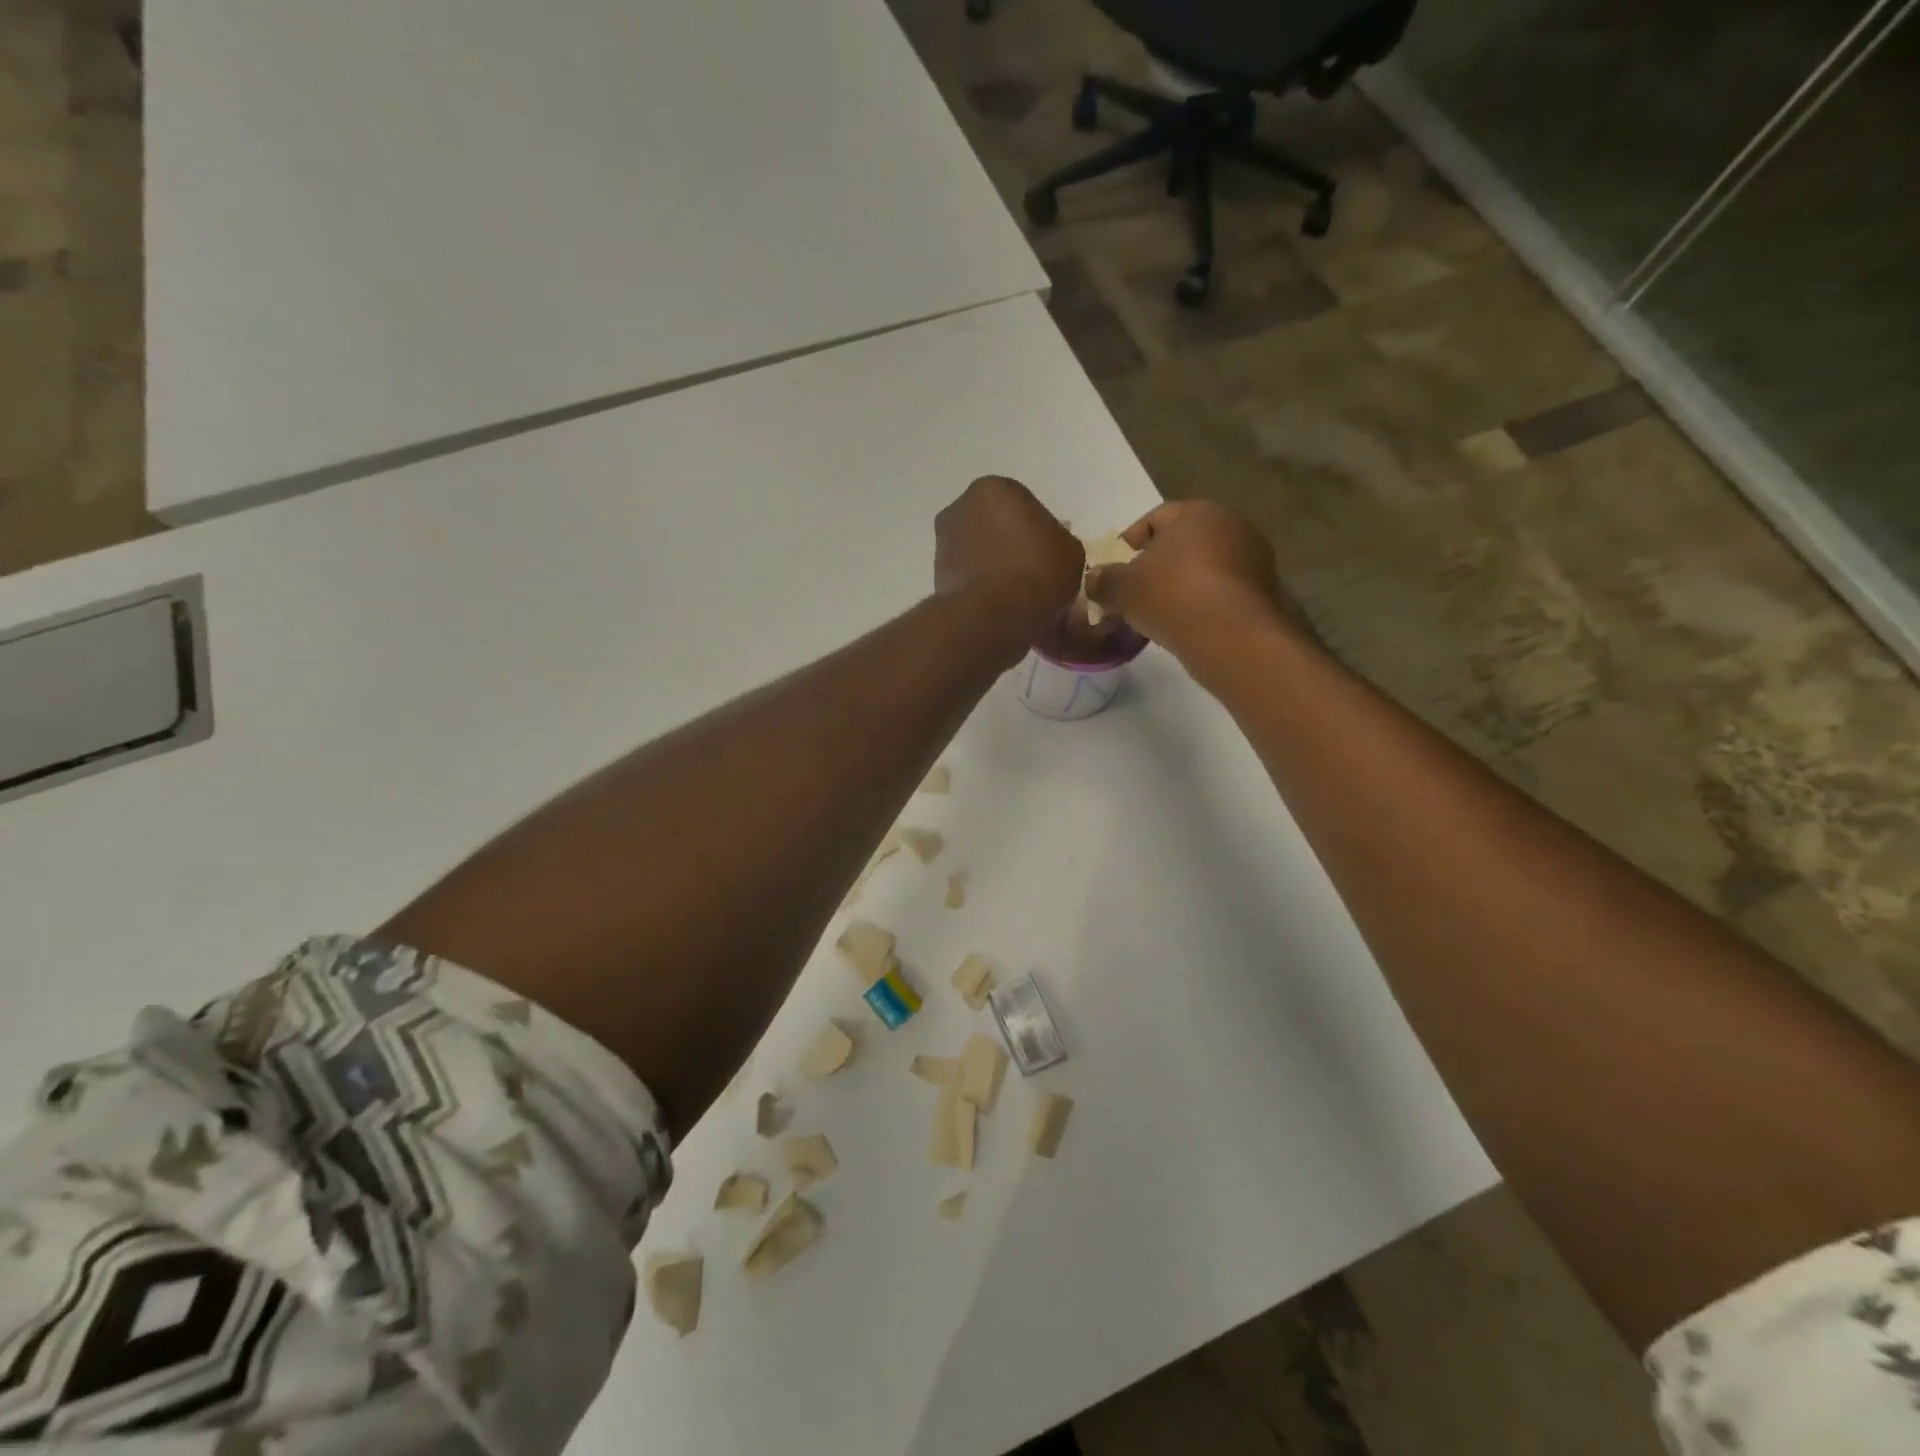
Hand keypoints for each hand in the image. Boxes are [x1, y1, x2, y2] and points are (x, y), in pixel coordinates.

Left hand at [935, 476, 1084, 649]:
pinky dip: (981, 588)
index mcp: (994, 488)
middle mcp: (960, 508)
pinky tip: (1000, 608)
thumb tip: (1048, 548)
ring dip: (994, 568)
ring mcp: (943, 543)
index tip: (1049, 557)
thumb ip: (1058, 540)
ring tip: (1017, 596)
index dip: (1039, 533)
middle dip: (1011, 546)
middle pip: (995, 527)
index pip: (1023, 506)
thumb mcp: (1070, 550)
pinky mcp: (936, 576)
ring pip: (979, 553)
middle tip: (1033, 574)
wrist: (994, 616)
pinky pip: (969, 578)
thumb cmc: (1036, 571)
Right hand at [1085, 500, 1297, 657]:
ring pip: (1204, 568)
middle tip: (1135, 591)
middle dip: (1157, 565)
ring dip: (1182, 585)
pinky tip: (1186, 625)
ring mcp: (1254, 558)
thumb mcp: (1122, 588)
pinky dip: (1203, 603)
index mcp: (1197, 512)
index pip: (1154, 519)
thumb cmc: (1171, 596)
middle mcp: (1232, 524)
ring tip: (1159, 613)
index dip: (1129, 543)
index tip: (1114, 567)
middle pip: (1183, 542)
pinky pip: (1222, 591)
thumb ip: (1103, 580)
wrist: (1231, 636)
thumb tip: (1093, 579)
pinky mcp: (1264, 591)